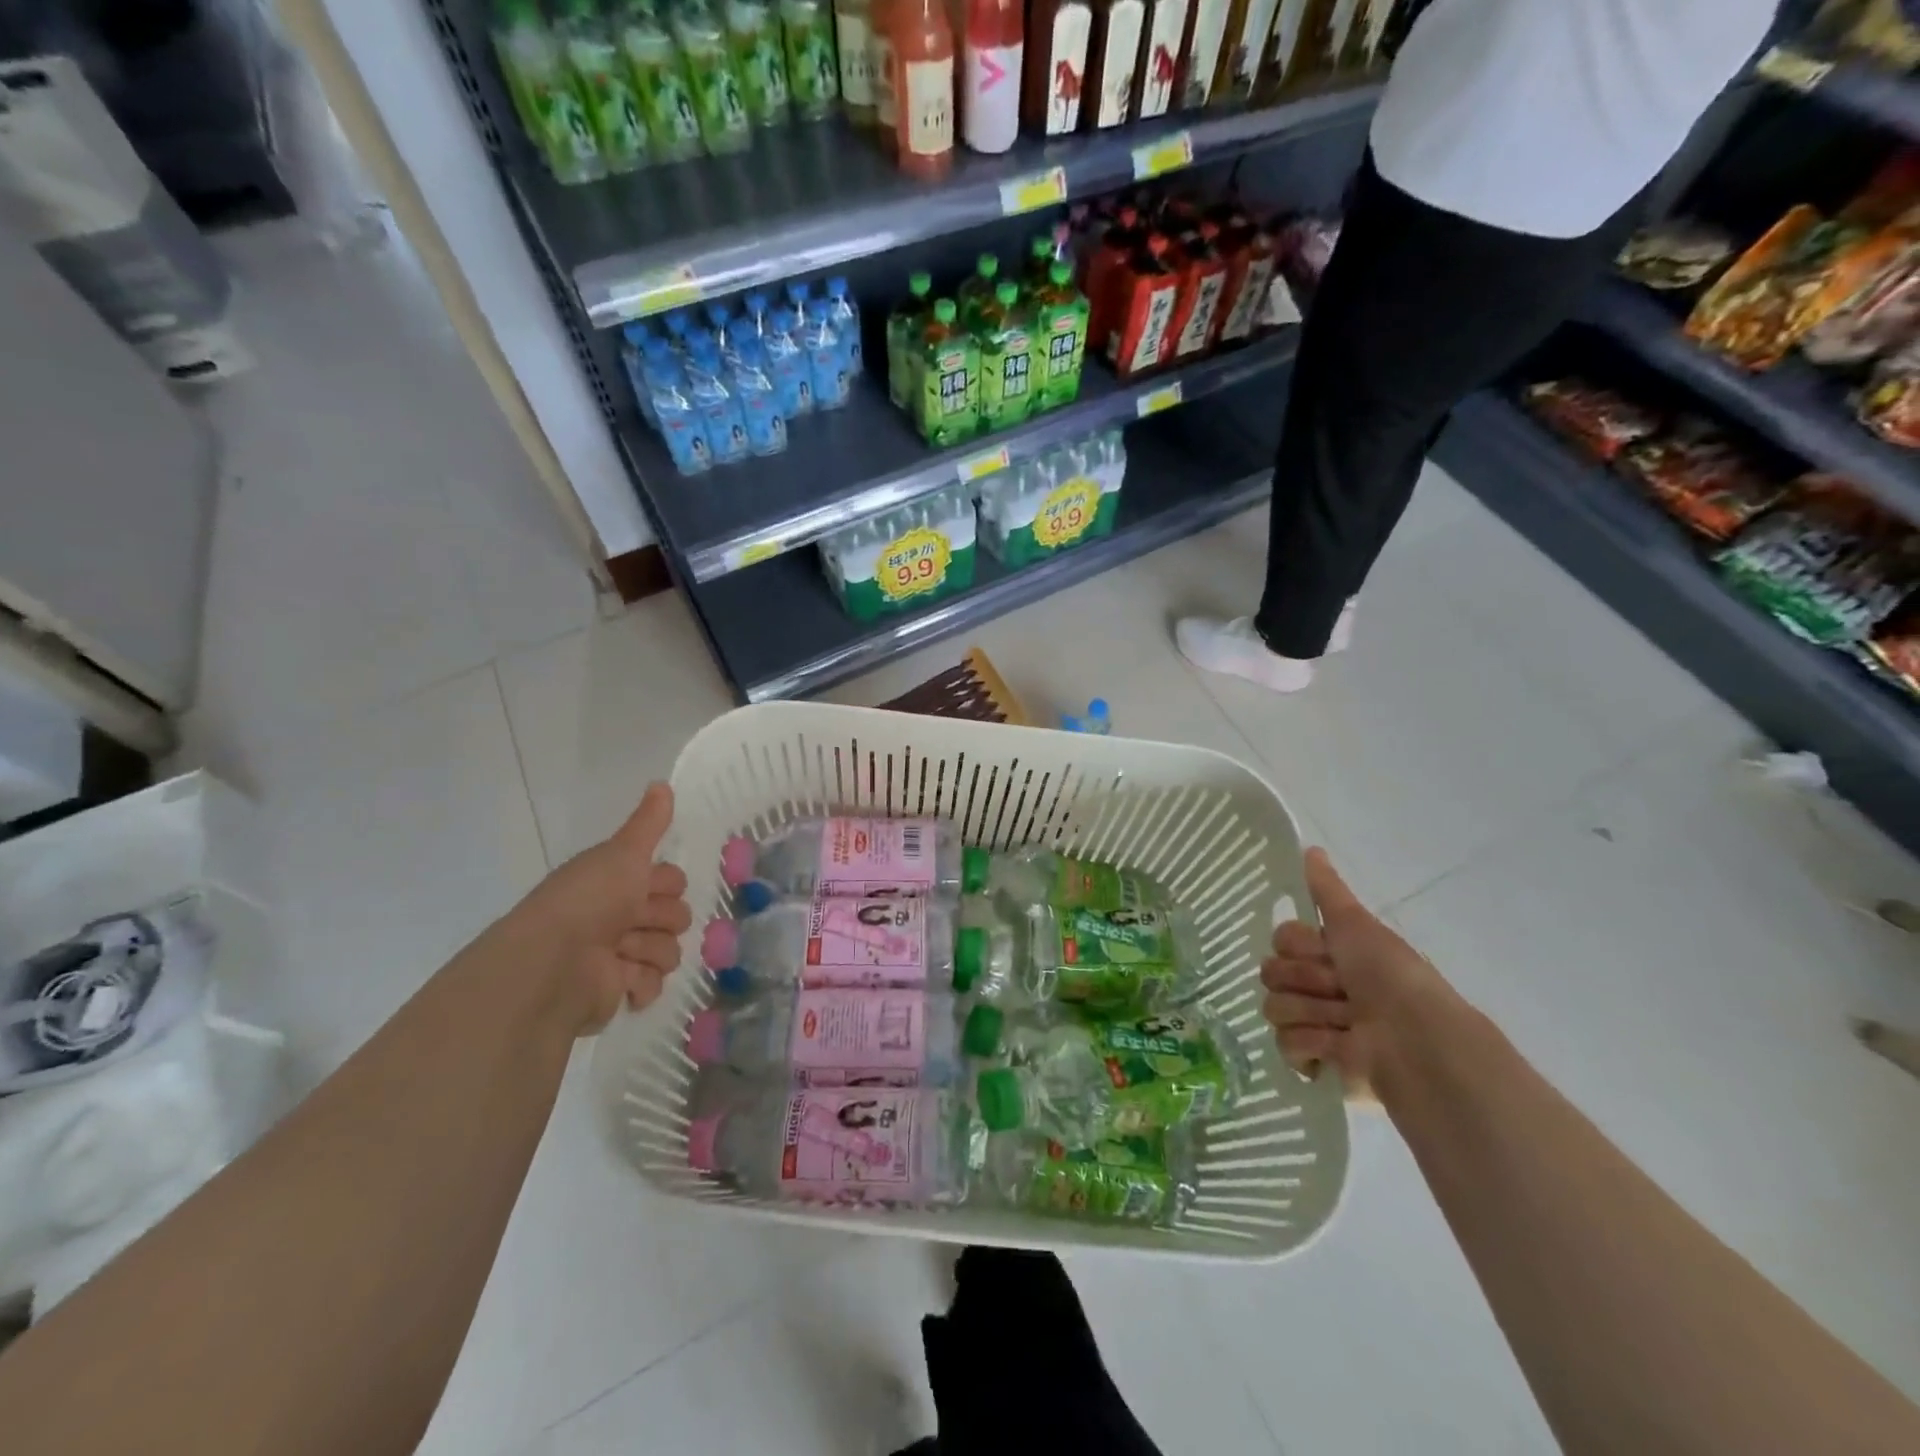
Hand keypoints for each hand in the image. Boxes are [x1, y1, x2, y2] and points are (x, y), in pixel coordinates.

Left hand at [506, 783, 692, 1035]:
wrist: (553, 962)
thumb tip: (662, 782)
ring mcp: (620, 955)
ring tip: (621, 953)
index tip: (647, 888)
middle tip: (633, 921)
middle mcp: (620, 917)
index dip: (666, 884)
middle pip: (676, 916)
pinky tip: (623, 980)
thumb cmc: (589, 900)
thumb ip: (648, 823)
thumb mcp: (622, 853)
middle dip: (661, 919)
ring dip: (650, 950)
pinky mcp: (619, 991)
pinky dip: (642, 983)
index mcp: (619, 884)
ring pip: (669, 950)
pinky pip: (654, 985)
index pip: (672, 881)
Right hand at [1261, 848, 1459, 1100]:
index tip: (1328, 954)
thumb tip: (1310, 848)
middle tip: (1339, 991)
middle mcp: (1320, 987)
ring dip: (1311, 1012)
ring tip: (1345, 1024)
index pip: (1281, 940)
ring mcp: (1316, 1024)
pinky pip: (1284, 1044)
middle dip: (1305, 981)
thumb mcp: (1357, 924)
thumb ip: (1328, 890)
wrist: (1415, 1039)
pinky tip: (1336, 1047)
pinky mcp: (1315, 1061)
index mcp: (1330, 956)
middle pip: (1272, 972)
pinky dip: (1311, 1044)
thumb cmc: (1389, 976)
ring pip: (1274, 1007)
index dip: (1300, 947)